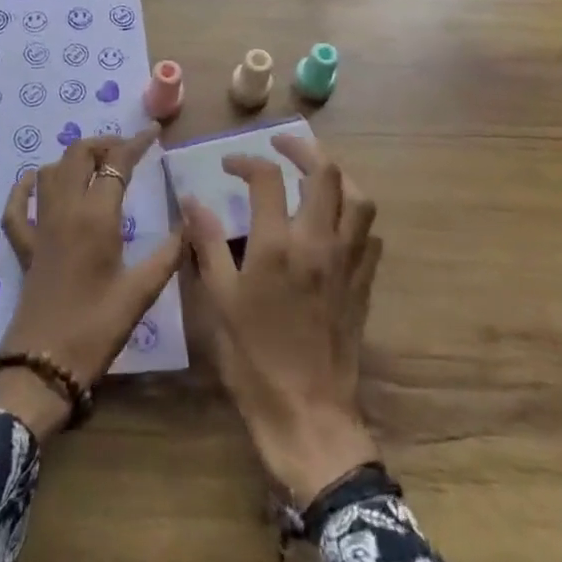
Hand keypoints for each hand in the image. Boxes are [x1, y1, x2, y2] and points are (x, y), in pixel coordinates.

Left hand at [0, 125, 181, 439]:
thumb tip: (192, 222)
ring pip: (51, 172)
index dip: (136, 143)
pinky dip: (25, 188)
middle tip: (127, 153)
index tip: (153, 133)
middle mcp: (65, 209)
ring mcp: (40, 226)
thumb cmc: (96, 327)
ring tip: (97, 166)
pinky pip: (18, 207)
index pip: (117, 163)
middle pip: (78, 154)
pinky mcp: (25, 246)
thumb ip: (169, 253)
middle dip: (103, 144)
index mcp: (96, 216)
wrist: (43, 365)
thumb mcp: (141, 292)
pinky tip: (34, 182)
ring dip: (73, 159)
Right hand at [184, 132, 383, 502]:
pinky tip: (335, 222)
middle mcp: (319, 243)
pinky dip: (354, 216)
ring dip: (338, 177)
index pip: (267, 177)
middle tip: (281, 145)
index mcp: (278, 245)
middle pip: (326, 173)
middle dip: (303, 149)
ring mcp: (348, 262)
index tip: (228, 167)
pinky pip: (370, 235)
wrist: (310, 416)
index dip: (246, 161)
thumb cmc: (256, 359)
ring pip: (359, 199)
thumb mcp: (220, 300)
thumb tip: (192, 200)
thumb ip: (207, 243)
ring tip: (314, 174)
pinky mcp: (364, 283)